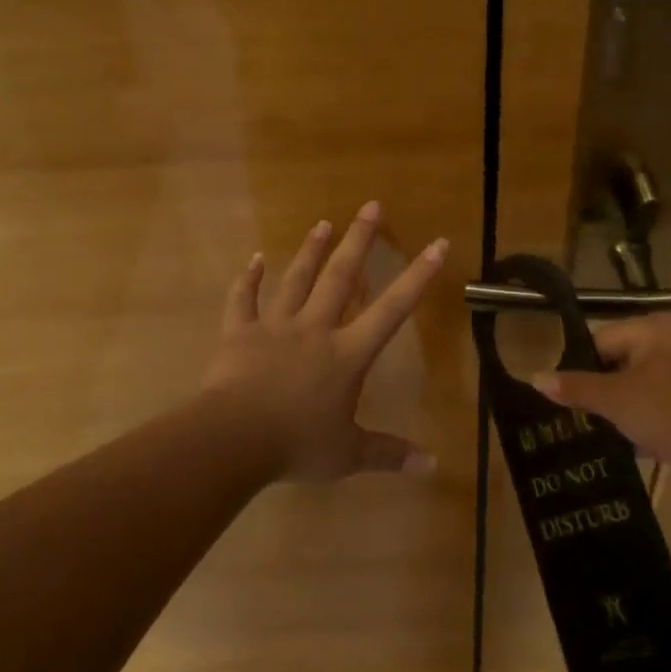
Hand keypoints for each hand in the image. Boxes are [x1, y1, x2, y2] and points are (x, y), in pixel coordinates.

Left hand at [202, 201, 447, 481]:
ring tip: (323, 223)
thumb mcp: (348, 455)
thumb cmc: (297, 445)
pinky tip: (253, 259)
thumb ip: (388, 454)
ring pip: (297, 280)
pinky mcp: (240, 334)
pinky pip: (244, 300)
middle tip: (371, 205)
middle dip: (359, 241)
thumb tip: (430, 466)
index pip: (392, 310)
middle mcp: (316, 330)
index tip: (437, 244)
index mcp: (347, 354)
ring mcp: (276, 327)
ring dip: (311, 250)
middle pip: (341, 277)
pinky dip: (248, 279)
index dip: (418, 277)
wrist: (234, 440)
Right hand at [531, 313, 670, 474]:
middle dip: (606, 390)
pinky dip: (654, 415)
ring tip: (613, 433)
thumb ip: (575, 388)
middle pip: (624, 360)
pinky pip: (669, 398)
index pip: (602, 340)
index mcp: (655, 328)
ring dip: (629, 406)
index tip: (571, 399)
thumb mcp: (616, 400)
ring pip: (646, 382)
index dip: (582, 369)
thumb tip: (535, 377)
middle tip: (589, 418)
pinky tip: (643, 442)